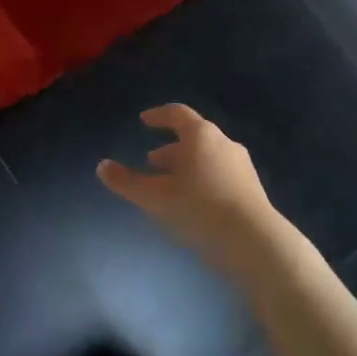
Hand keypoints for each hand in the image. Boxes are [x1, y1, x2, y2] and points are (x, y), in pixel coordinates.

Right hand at [97, 105, 284, 270]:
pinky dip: (202, 179)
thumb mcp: (155, 197)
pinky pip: (220, 174)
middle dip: (170, 148)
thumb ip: (127, 182)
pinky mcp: (251, 189)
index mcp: (201, 135)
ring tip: (169, 185)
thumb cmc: (199, 208)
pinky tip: (193, 202)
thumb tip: (102, 166)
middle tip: (151, 161)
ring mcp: (241, 166)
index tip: (144, 121)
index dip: (158, 115)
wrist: (254, 241)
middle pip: (194, 137)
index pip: (177, 114)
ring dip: (186, 166)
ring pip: (208, 157)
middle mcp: (224, 143)